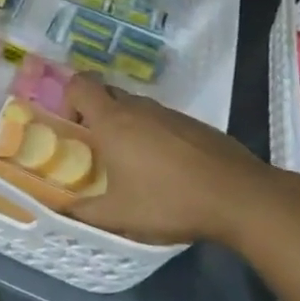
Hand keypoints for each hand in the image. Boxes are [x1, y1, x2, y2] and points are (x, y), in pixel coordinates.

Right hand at [57, 73, 264, 245]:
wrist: (238, 197)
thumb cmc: (168, 201)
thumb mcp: (119, 216)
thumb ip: (84, 212)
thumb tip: (61, 210)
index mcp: (113, 120)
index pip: (80, 84)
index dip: (68, 99)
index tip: (72, 129)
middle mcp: (139, 108)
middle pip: (107, 93)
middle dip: (95, 113)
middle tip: (95, 147)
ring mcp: (169, 113)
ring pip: (136, 108)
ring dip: (126, 125)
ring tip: (131, 163)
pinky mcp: (194, 124)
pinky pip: (161, 120)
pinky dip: (154, 135)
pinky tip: (165, 169)